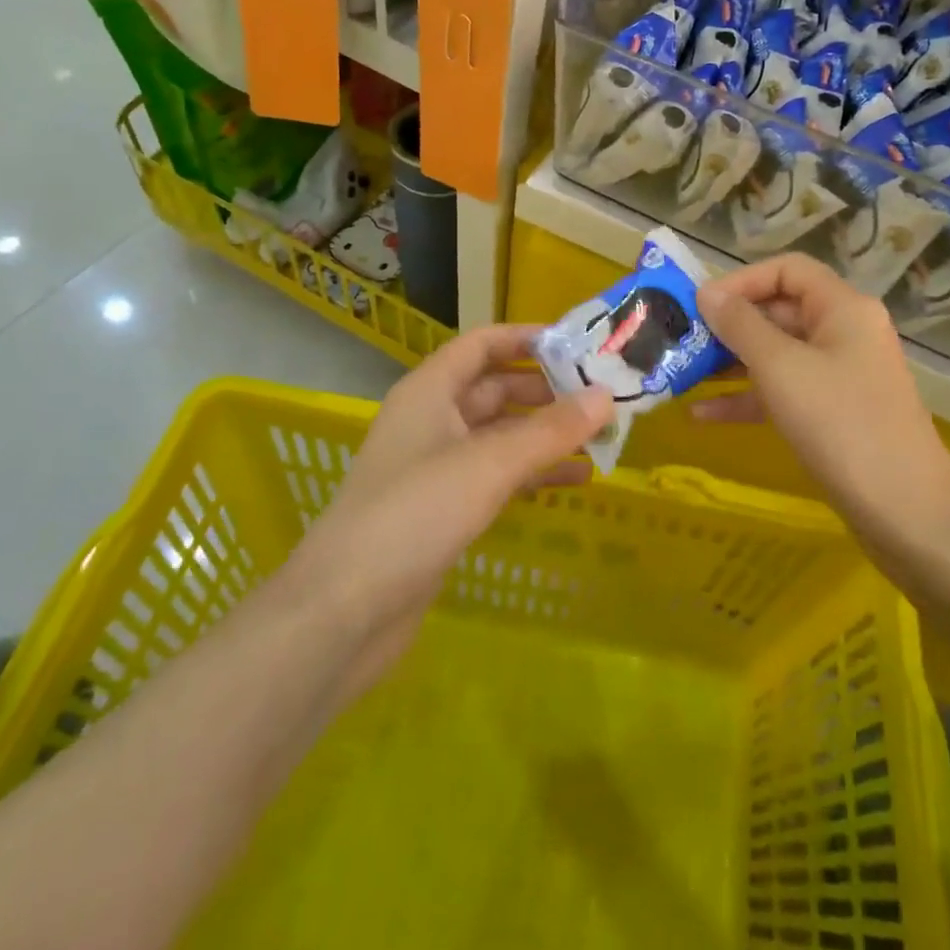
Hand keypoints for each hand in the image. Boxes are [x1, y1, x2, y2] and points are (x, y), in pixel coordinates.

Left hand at [274, 325, 610, 697]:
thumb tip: (605, 396)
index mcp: (430, 391)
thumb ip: (550, 430)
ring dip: (545, 434)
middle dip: (547, 390)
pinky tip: (575, 481)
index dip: (526, 338)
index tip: (578, 345)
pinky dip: (533, 473)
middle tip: (602, 395)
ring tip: (600, 436)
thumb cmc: (414, 515)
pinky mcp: (444, 509)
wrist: (344, 611)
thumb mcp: (488, 464)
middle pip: (496, 389)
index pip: (482, 345)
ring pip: (501, 435)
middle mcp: (433, 420)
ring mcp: (437, 466)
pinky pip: (497, 475)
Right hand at [693, 254, 949, 568]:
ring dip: (731, 363)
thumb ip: (741, 325)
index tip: (700, 304)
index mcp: (843, 308)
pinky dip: (747, 398)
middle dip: (729, 325)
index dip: (742, 280)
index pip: (787, 270)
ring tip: (683, 374)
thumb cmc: (841, 425)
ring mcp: (841, 375)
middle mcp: (844, 332)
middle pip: (779, 310)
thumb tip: (708, 292)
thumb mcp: (781, 368)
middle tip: (683, 340)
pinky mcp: (834, 413)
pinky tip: (702, 415)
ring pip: (777, 354)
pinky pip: (784, 391)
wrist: (906, 513)